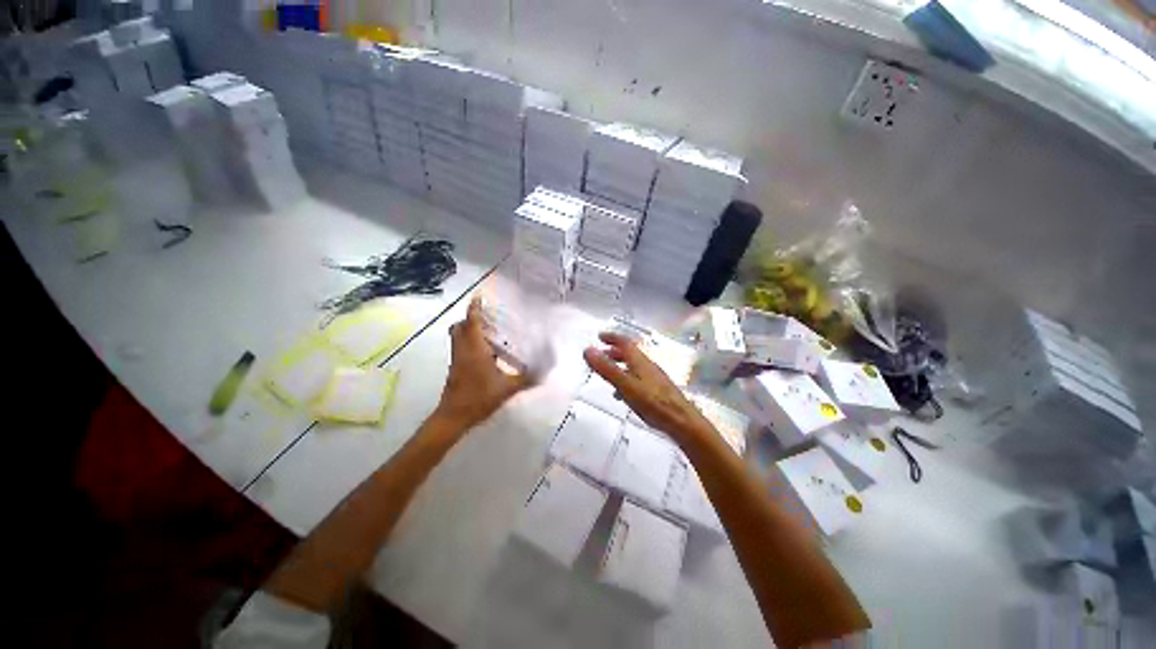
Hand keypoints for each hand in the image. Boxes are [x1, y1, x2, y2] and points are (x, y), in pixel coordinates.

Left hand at [435, 296, 532, 429]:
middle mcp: (462, 350)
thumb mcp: (508, 388)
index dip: (475, 307)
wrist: (454, 417)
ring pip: (457, 337)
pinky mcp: (455, 369)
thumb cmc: (480, 398)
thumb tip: (546, 371)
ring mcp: (456, 360)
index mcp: (474, 349)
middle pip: (459, 326)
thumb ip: (527, 378)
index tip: (480, 296)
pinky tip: (486, 352)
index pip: (471, 322)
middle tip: (487, 317)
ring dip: (468, 330)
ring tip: (489, 331)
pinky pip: (460, 347)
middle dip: (470, 318)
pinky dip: (469, 343)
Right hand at [583, 332, 712, 444]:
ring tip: (608, 374)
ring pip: (634, 366)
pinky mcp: (658, 391)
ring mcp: (654, 378)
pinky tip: (623, 394)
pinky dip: (626, 379)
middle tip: (601, 354)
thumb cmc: (652, 402)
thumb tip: (588, 349)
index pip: (625, 343)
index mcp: (640, 361)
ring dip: (620, 365)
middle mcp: (648, 366)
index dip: (612, 337)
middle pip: (630, 353)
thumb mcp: (625, 385)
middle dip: (614, 351)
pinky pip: (638, 379)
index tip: (599, 336)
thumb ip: (607, 368)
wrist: (682, 422)